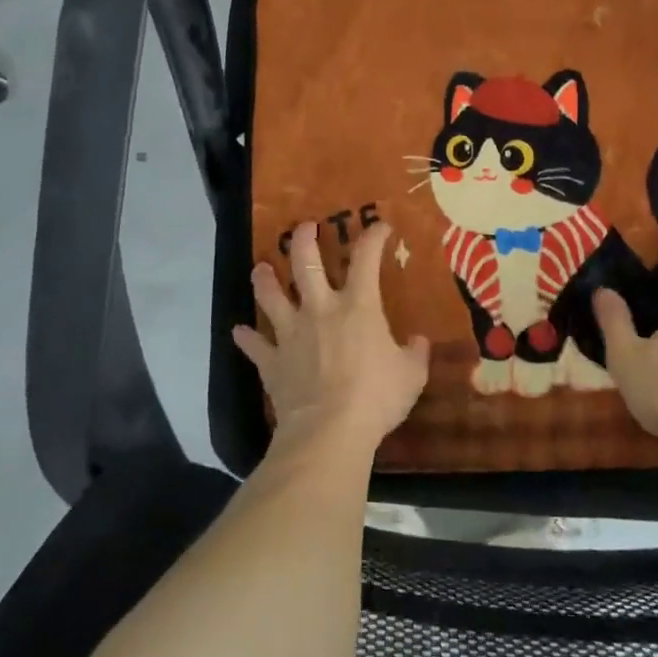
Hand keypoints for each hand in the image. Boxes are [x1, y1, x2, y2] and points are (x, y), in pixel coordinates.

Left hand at [233, 220, 429, 452]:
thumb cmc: (376, 397)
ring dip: (265, 280)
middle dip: (303, 240)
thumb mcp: (411, 375)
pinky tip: (239, 332)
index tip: (380, 226)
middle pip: (305, 264)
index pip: (366, 259)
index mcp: (358, 306)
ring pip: (271, 296)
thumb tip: (418, 341)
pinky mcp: (272, 361)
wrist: (329, 430)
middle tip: (303, 227)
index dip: (373, 237)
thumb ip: (415, 354)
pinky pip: (254, 345)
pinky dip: (246, 338)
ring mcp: (291, 334)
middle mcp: (320, 309)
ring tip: (261, 268)